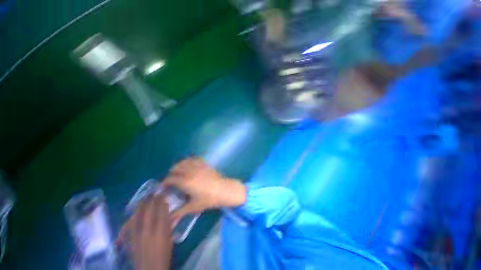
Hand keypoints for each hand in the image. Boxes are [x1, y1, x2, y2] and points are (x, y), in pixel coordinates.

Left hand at [118, 195, 171, 269]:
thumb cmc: (164, 255)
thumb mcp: (169, 239)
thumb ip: (168, 225)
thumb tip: (168, 213)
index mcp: (161, 231)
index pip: (161, 210)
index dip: (162, 199)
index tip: (163, 192)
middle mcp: (148, 231)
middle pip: (148, 211)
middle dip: (151, 199)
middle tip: (154, 192)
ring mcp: (136, 236)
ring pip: (137, 215)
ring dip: (141, 205)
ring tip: (144, 198)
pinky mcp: (129, 240)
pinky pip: (129, 225)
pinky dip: (132, 216)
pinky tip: (134, 212)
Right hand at [162, 158, 245, 220]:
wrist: (224, 190)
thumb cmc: (209, 199)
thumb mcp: (193, 207)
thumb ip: (179, 213)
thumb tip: (168, 221)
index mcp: (186, 182)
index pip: (170, 179)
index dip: (164, 182)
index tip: (163, 187)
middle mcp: (190, 171)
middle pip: (175, 168)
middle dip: (170, 174)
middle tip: (171, 182)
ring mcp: (198, 166)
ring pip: (184, 162)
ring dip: (178, 166)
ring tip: (178, 173)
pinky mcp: (205, 164)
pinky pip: (194, 159)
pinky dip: (188, 161)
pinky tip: (189, 165)